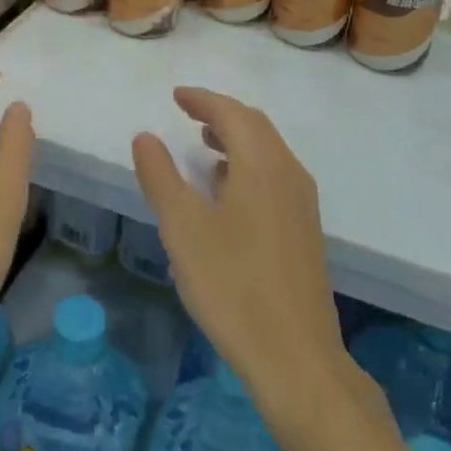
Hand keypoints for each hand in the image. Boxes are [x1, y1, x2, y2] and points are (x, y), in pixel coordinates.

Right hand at [132, 86, 405, 450]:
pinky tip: (226, 192)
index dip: (202, 99)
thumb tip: (146, 136)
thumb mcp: (182, 228)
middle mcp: (289, 173)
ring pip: (268, 151)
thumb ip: (161, 176)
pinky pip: (275, 176)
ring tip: (203, 146)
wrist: (295, 356)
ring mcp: (302, 202)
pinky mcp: (305, 229)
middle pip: (255, 126)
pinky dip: (248, 165)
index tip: (176, 95)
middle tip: (188, 113)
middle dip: (221, 114)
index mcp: (262, 164)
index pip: (231, 112)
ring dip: (236, 139)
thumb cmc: (232, 285)